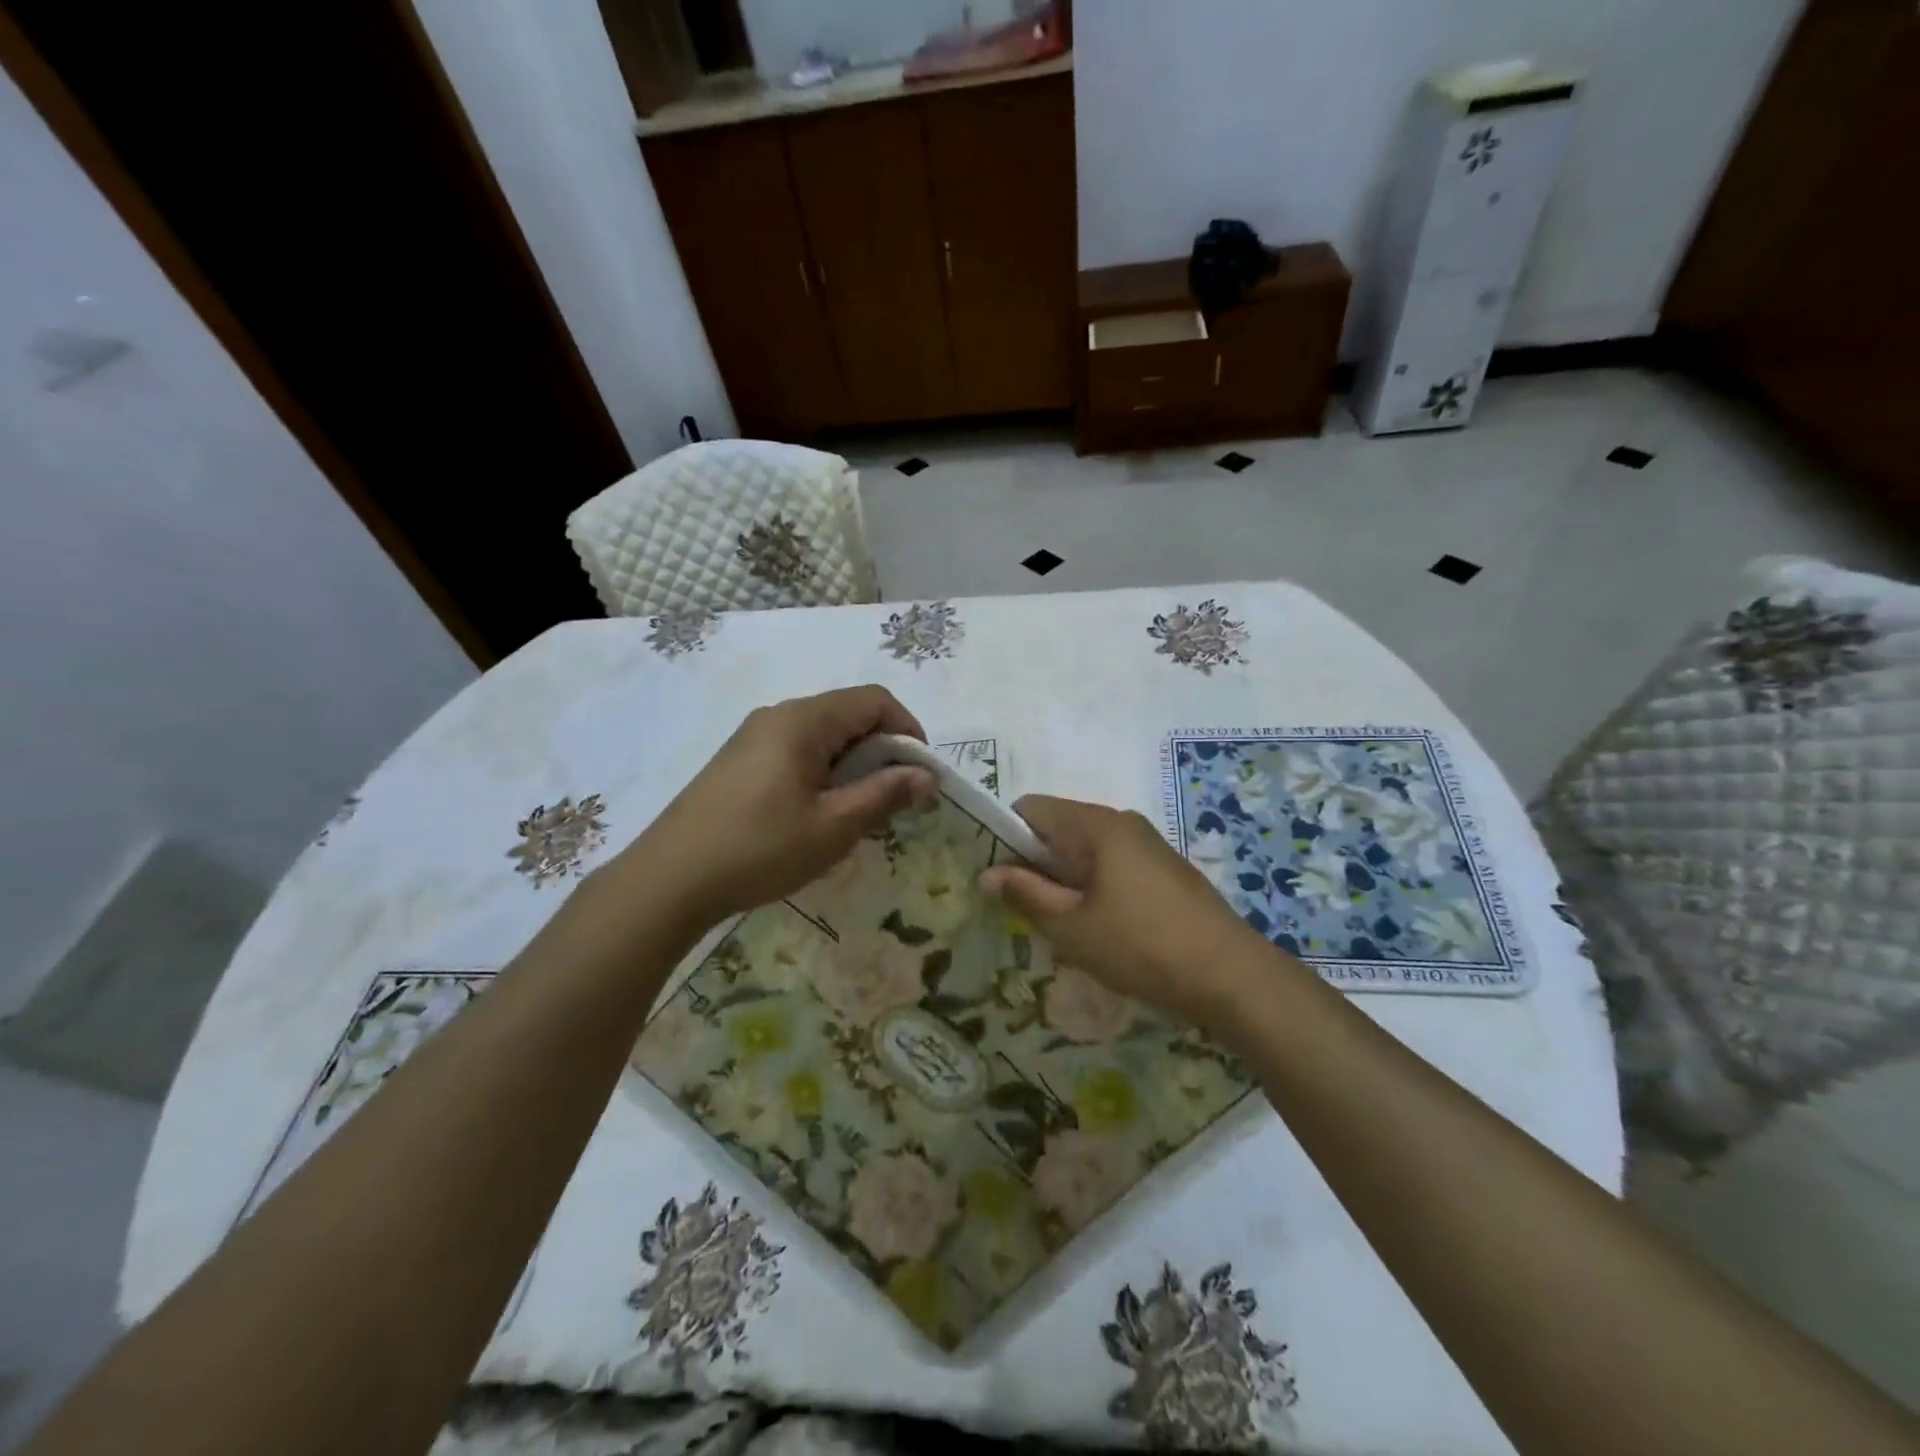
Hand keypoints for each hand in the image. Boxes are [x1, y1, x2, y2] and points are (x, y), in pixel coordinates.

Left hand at [624, 686, 934, 925]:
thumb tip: (927, 775)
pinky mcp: (740, 761)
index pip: (874, 700)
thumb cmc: (760, 849)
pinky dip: (824, 773)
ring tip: (859, 812)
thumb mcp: (833, 826)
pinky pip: (797, 752)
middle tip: (894, 801)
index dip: (908, 731)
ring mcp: (754, 737)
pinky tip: (819, 814)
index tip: (920, 776)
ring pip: (824, 736)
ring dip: (854, 766)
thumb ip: (885, 794)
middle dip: (883, 752)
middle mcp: (778, 716)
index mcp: (803, 720)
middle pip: (849, 715)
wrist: (669, 880)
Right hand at [980, 795, 1280, 1027]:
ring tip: (1063, 923)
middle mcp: (1123, 822)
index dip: (1005, 836)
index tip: (998, 877)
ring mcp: (1149, 844)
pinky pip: (1114, 864)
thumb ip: (1025, 894)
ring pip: (1088, 849)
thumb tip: (988, 873)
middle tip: (1026, 908)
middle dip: (1036, 862)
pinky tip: (1102, 926)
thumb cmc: (1141, 946)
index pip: (1031, 808)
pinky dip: (1095, 885)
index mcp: (1097, 825)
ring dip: (1066, 878)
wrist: (1231, 975)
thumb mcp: (1072, 927)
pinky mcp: (1166, 869)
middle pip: (1060, 827)